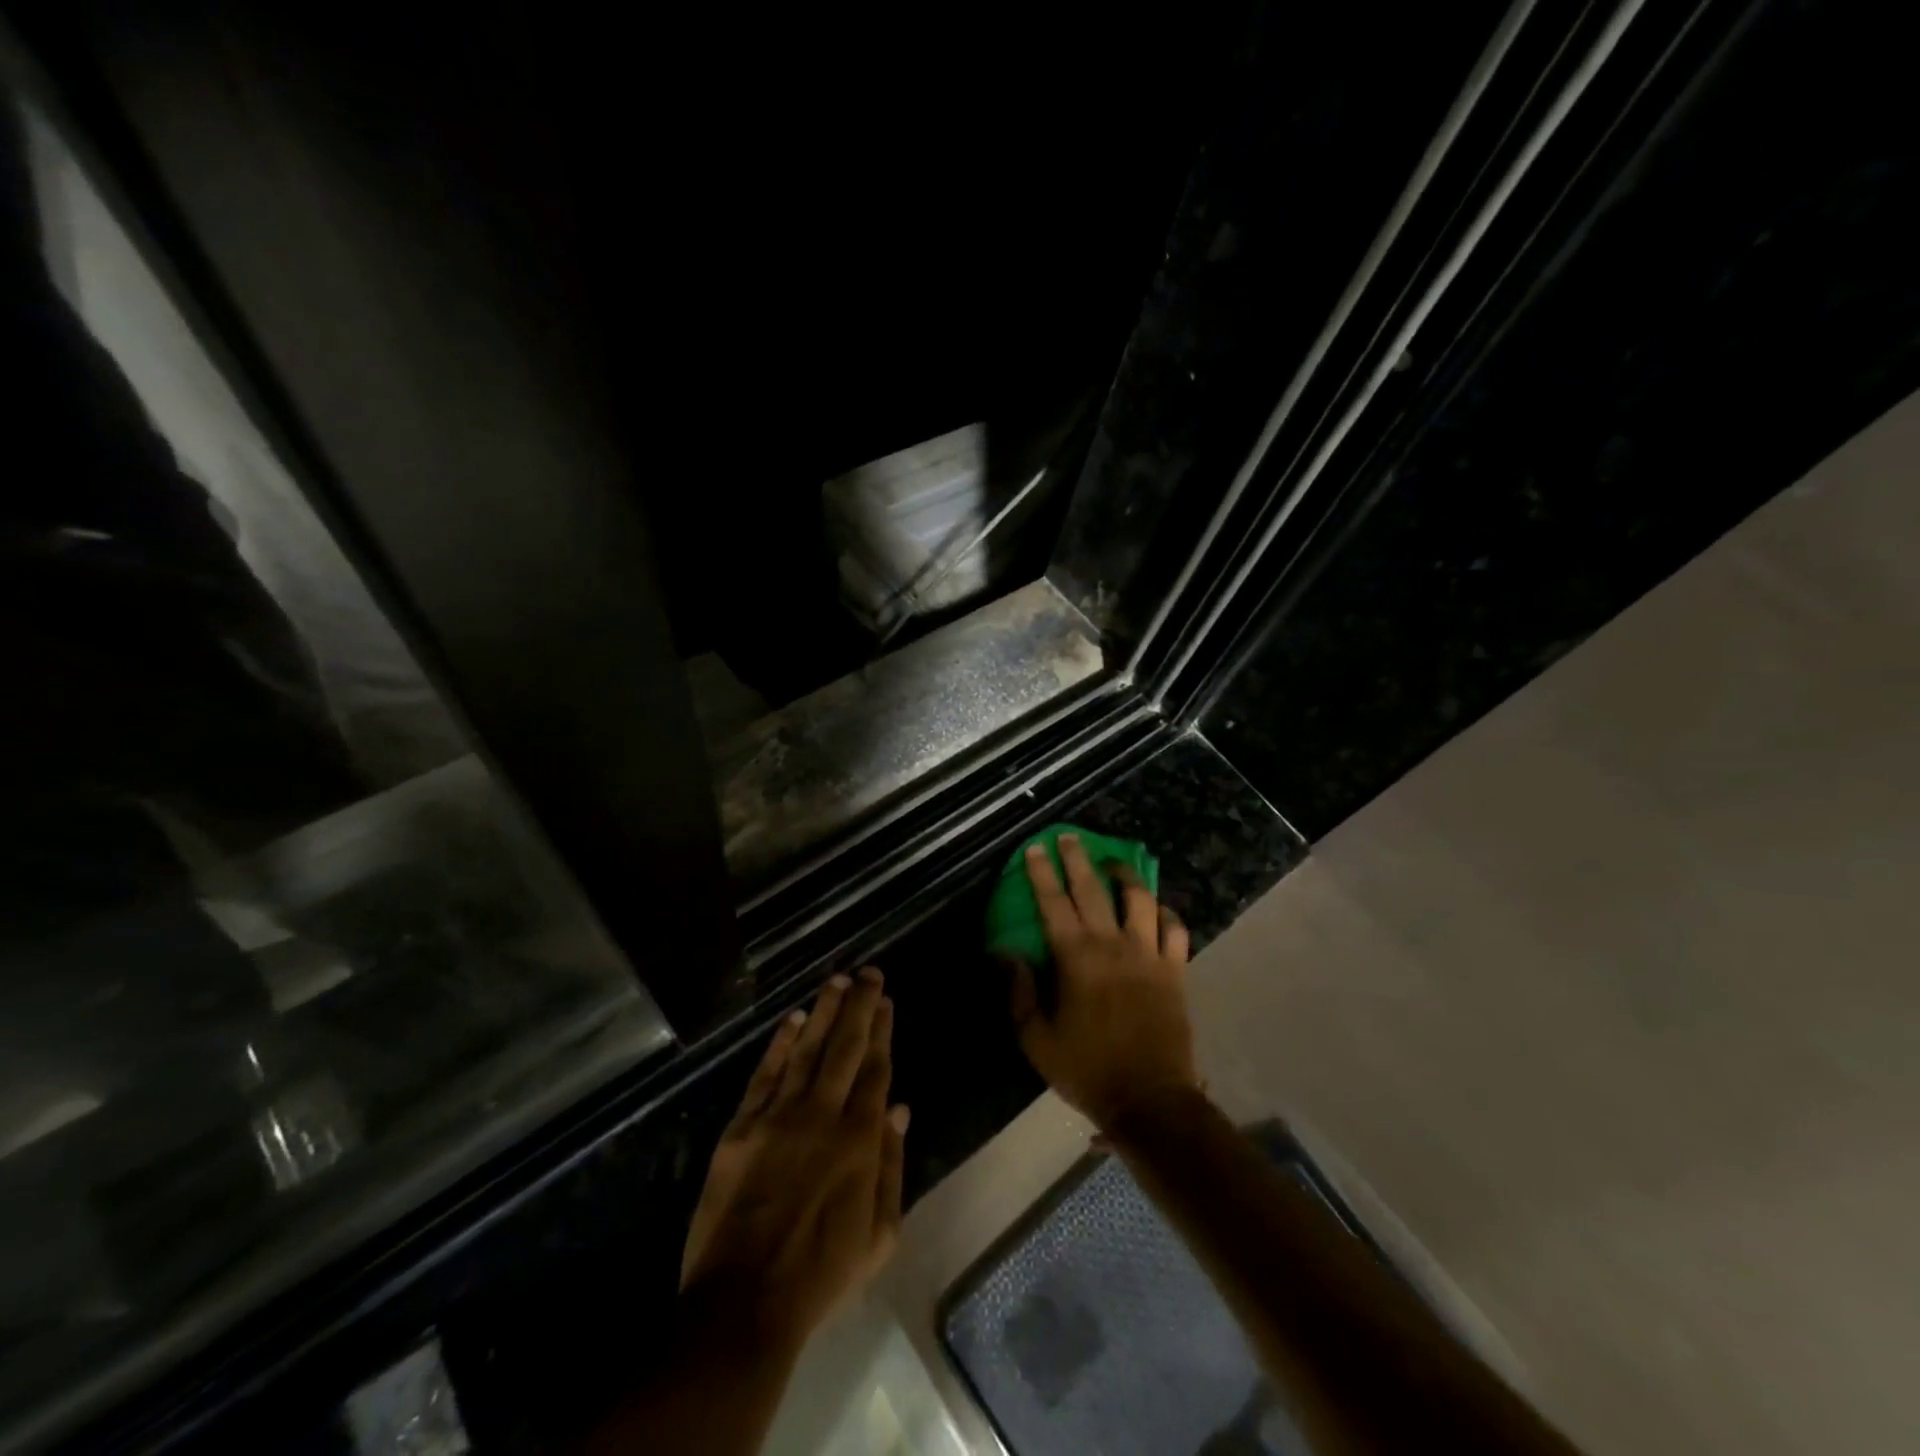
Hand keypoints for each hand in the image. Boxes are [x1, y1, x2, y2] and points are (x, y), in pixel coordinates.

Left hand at [680, 968, 909, 1349]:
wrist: (744, 1302)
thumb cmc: (821, 1273)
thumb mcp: (879, 1234)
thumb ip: (891, 1165)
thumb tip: (899, 1108)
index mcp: (859, 1139)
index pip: (875, 1069)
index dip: (882, 1031)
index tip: (886, 1001)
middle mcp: (822, 1114)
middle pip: (845, 1047)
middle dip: (859, 1006)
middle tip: (869, 972)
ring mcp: (779, 1116)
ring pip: (807, 1050)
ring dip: (823, 1011)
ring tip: (836, 980)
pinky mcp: (742, 1127)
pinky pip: (765, 1074)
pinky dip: (780, 1044)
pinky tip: (792, 1019)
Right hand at [1009, 834, 1198, 1133]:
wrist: (1150, 1099)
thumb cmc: (1087, 1069)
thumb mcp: (1036, 1039)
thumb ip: (1020, 992)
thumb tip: (1008, 953)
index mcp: (1077, 959)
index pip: (1054, 903)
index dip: (1041, 873)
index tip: (1034, 848)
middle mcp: (1113, 945)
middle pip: (1094, 889)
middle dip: (1077, 859)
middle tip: (1068, 837)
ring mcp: (1149, 954)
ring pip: (1140, 899)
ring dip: (1124, 874)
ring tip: (1113, 862)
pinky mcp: (1175, 970)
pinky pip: (1175, 929)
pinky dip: (1165, 911)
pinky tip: (1155, 907)